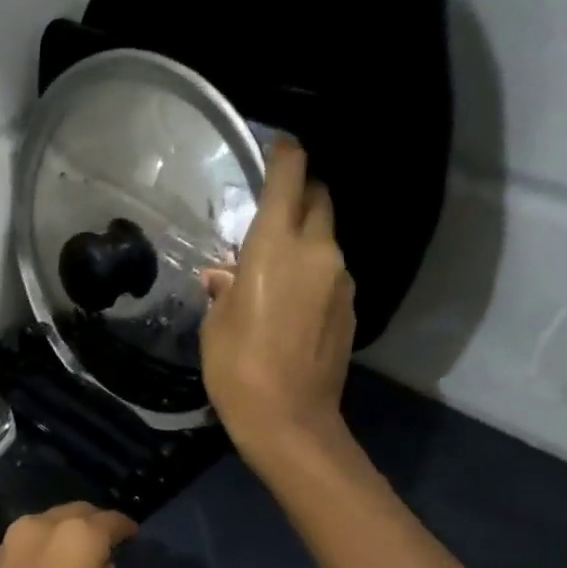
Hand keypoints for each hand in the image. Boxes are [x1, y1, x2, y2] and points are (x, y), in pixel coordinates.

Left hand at [0, 502, 137, 567]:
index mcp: (77, 538)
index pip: (111, 521)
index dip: (126, 528)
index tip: (134, 536)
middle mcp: (40, 528)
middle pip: (75, 515)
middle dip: (93, 526)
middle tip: (106, 548)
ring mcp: (7, 543)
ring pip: (46, 528)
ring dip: (63, 539)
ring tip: (75, 566)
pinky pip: (24, 548)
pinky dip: (41, 554)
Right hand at [201, 140, 356, 465]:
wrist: (289, 420)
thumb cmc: (237, 368)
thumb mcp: (216, 324)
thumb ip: (224, 288)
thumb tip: (225, 275)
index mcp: (276, 247)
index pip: (290, 177)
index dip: (285, 154)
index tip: (276, 147)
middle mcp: (317, 252)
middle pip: (319, 199)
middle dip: (300, 194)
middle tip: (272, 213)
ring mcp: (340, 280)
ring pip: (327, 239)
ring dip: (306, 240)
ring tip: (275, 271)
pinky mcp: (351, 307)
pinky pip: (332, 273)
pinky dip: (314, 274)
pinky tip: (291, 305)